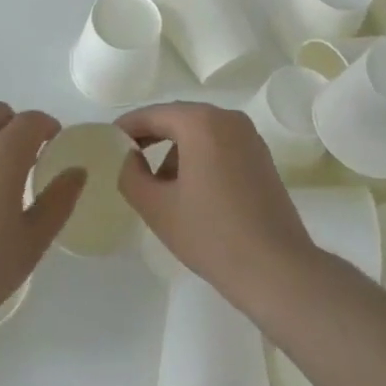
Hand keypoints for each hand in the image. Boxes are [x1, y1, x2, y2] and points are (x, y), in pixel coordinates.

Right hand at [117, 102, 315, 312]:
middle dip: (151, 136)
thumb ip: (130, 175)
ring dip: (175, 150)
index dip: (127, 127)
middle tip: (127, 158)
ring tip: (158, 184)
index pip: (153, 114)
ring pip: (200, 132)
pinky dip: (199, 157)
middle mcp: (227, 118)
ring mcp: (249, 137)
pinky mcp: (261, 158)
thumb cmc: (212, 235)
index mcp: (201, 122)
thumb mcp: (157, 207)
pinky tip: (190, 190)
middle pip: (178, 118)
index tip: (107, 141)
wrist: (278, 271)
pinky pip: (220, 145)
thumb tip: (129, 157)